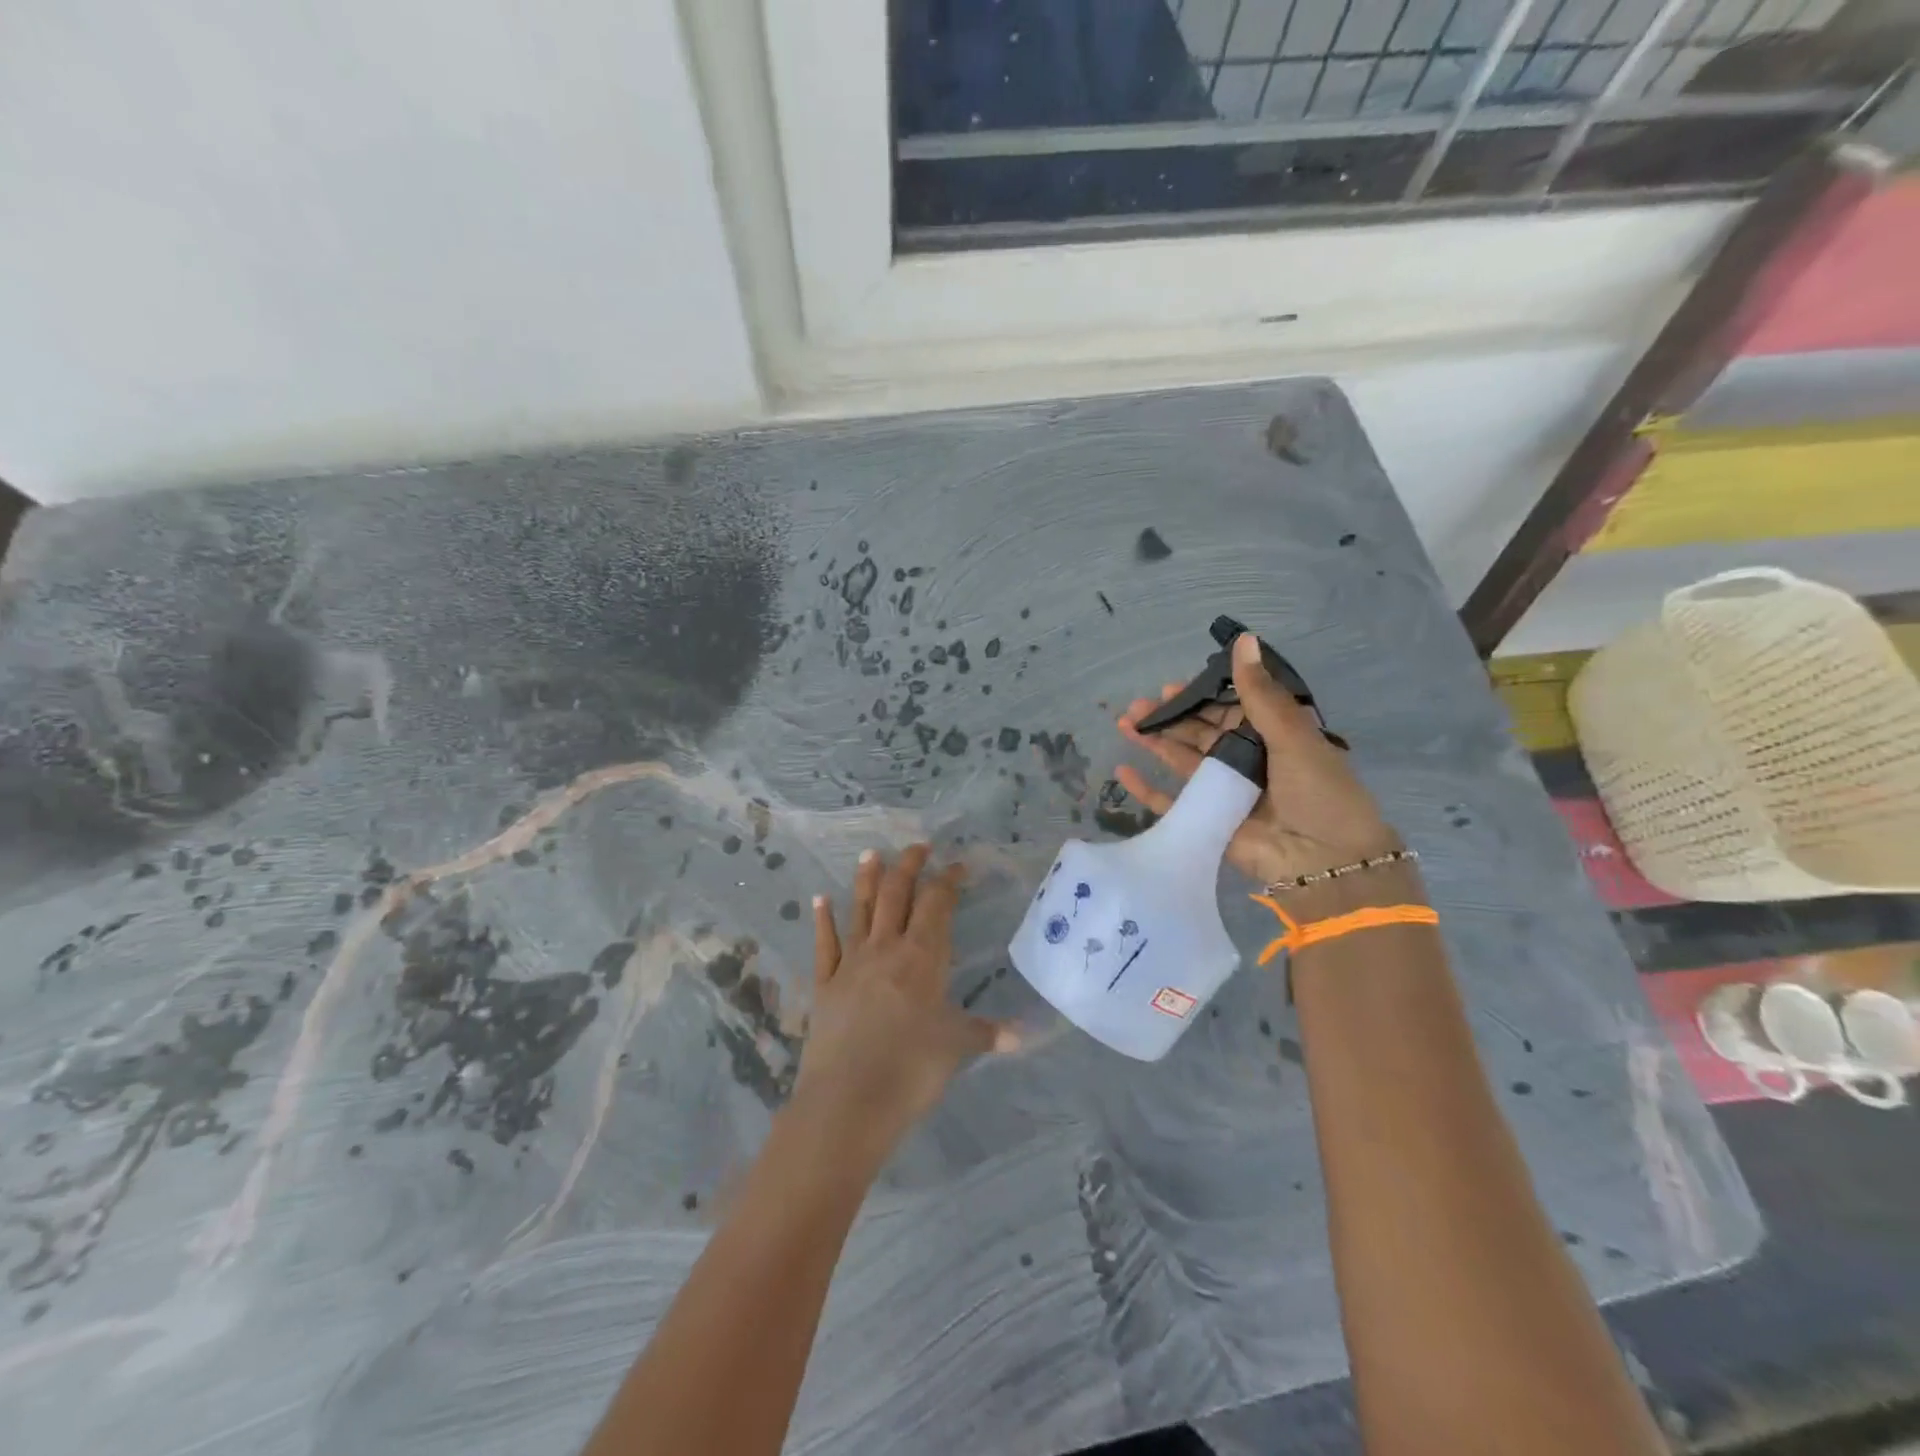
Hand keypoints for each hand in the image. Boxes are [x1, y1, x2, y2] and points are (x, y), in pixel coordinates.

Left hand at [792, 846, 1016, 1169]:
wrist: (848, 1102)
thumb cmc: (911, 1070)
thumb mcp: (956, 1048)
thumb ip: (986, 1034)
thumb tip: (1023, 1037)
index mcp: (922, 956)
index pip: (937, 903)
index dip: (948, 880)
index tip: (958, 866)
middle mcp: (886, 948)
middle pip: (896, 894)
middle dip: (908, 866)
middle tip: (917, 846)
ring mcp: (851, 963)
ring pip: (860, 909)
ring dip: (866, 879)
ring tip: (870, 853)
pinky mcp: (825, 984)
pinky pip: (824, 944)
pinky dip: (822, 919)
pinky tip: (819, 900)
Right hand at [1117, 633, 1401, 890]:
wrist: (1325, 860)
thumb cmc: (1318, 791)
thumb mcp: (1292, 735)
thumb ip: (1259, 693)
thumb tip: (1243, 638)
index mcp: (1271, 738)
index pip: (1228, 710)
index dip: (1199, 697)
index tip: (1171, 686)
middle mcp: (1246, 762)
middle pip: (1199, 734)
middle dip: (1169, 718)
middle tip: (1137, 707)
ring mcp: (1224, 792)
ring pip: (1182, 761)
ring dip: (1154, 743)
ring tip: (1125, 725)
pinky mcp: (1207, 821)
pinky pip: (1171, 802)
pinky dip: (1147, 789)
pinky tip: (1123, 771)